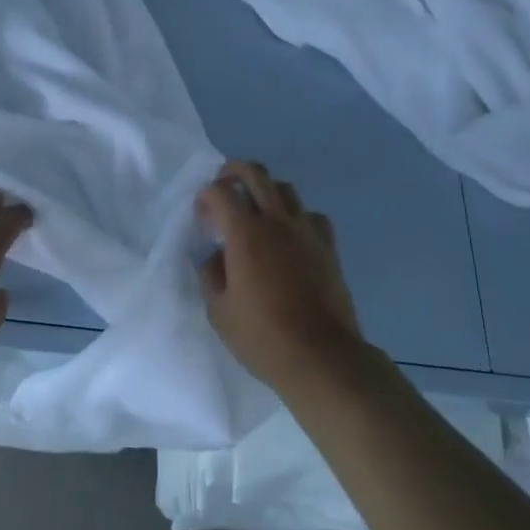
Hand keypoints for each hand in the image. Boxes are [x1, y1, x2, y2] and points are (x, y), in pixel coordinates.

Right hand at [196, 162, 364, 392]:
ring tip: (256, 212)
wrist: (322, 357)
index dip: (205, 196)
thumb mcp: (219, 311)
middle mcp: (276, 222)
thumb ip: (211, 275)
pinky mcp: (328, 247)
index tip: (202, 216)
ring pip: (286, 189)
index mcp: (244, 234)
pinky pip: (311, 216)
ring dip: (265, 191)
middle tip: (224, 186)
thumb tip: (215, 257)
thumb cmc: (263, 337)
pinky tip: (290, 236)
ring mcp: (306, 232)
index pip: (220, 192)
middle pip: (256, 173)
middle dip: (234, 171)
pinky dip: (296, 216)